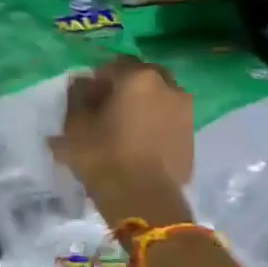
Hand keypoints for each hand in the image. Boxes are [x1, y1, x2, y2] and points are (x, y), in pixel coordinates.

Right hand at [50, 57, 193, 223]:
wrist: (143, 199)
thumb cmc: (103, 156)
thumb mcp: (75, 126)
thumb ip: (76, 97)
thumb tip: (81, 82)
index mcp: (139, 77)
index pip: (112, 67)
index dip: (95, 82)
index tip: (84, 101)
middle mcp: (169, 86)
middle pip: (141, 79)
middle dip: (124, 89)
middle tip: (105, 111)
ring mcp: (186, 112)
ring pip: (158, 99)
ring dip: (142, 107)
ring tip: (123, 130)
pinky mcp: (192, 137)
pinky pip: (168, 122)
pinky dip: (155, 126)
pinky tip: (139, 146)